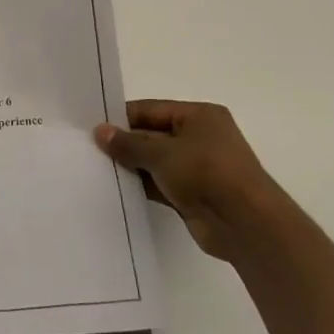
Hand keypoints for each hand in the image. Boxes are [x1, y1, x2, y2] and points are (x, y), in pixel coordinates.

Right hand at [94, 99, 287, 263]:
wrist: (244, 223)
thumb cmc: (206, 173)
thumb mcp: (162, 153)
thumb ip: (129, 144)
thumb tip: (100, 132)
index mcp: (199, 116)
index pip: (151, 110)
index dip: (122, 118)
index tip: (92, 127)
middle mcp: (200, 137)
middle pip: (152, 135)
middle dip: (124, 143)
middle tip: (88, 149)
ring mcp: (198, 167)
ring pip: (155, 162)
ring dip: (132, 167)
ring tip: (95, 169)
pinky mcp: (193, 194)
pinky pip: (161, 184)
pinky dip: (142, 186)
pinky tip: (116, 189)